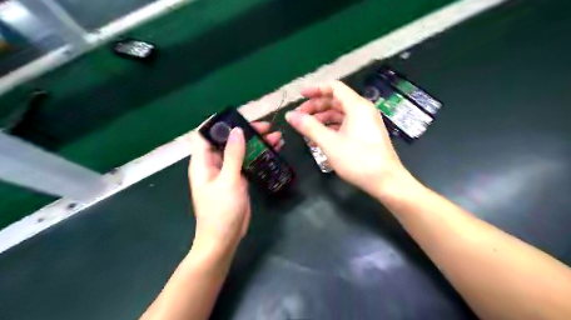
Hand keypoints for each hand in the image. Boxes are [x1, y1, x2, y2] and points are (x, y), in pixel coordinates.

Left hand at [189, 121, 282, 253]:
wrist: (224, 239)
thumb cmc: (221, 211)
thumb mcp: (228, 181)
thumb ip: (233, 155)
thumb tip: (237, 130)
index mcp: (203, 162)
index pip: (204, 134)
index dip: (218, 124)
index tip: (239, 117)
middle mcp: (213, 164)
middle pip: (227, 141)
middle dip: (246, 132)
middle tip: (267, 128)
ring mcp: (227, 172)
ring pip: (240, 151)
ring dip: (256, 143)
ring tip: (277, 138)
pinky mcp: (238, 179)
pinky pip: (247, 162)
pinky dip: (259, 156)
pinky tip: (274, 152)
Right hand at [285, 81, 415, 198]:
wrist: (386, 181)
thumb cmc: (358, 160)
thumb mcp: (330, 143)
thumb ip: (309, 127)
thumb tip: (290, 115)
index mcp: (357, 106)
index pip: (334, 87)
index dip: (315, 89)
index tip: (300, 95)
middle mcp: (363, 110)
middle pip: (336, 100)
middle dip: (316, 105)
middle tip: (299, 116)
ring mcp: (366, 122)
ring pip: (340, 113)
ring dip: (323, 117)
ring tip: (307, 127)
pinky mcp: (366, 134)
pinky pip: (346, 123)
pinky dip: (332, 126)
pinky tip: (321, 136)